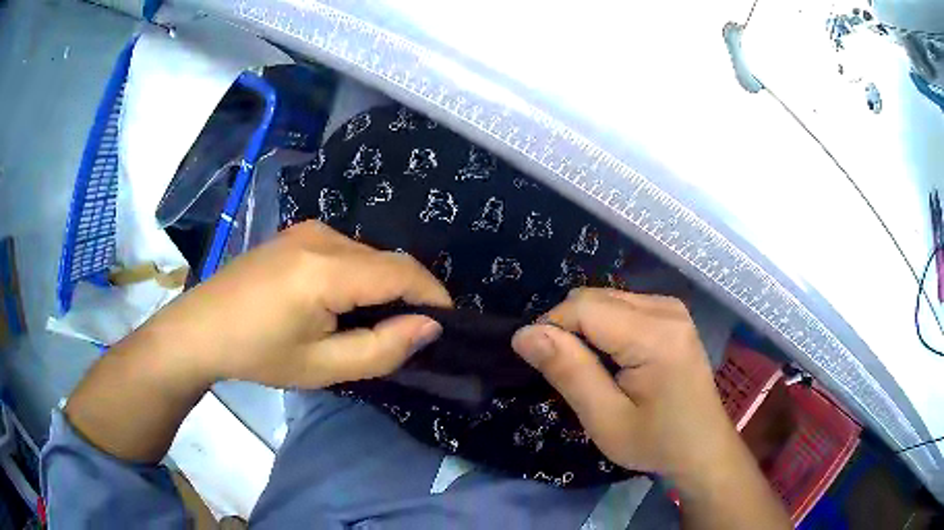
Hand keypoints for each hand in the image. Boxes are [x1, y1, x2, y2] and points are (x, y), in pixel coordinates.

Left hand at [138, 221, 451, 388]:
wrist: (202, 328)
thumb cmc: (257, 353)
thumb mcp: (322, 366)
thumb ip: (382, 349)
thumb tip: (430, 326)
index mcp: (326, 269)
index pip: (402, 272)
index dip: (433, 296)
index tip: (446, 326)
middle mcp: (322, 236)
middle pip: (387, 260)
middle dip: (409, 294)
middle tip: (407, 335)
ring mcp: (307, 230)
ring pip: (369, 255)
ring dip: (384, 286)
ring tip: (374, 324)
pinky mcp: (298, 234)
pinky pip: (347, 251)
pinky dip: (361, 276)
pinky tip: (343, 304)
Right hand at [511, 288, 734, 479]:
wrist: (702, 448)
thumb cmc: (655, 441)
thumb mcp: (605, 420)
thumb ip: (568, 372)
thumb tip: (524, 334)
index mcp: (654, 335)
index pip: (582, 307)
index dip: (551, 329)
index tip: (543, 366)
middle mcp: (665, 308)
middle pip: (594, 298)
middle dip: (568, 329)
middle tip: (570, 374)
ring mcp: (672, 307)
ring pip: (605, 298)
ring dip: (586, 329)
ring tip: (592, 371)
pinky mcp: (672, 314)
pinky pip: (622, 305)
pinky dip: (604, 327)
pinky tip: (613, 360)